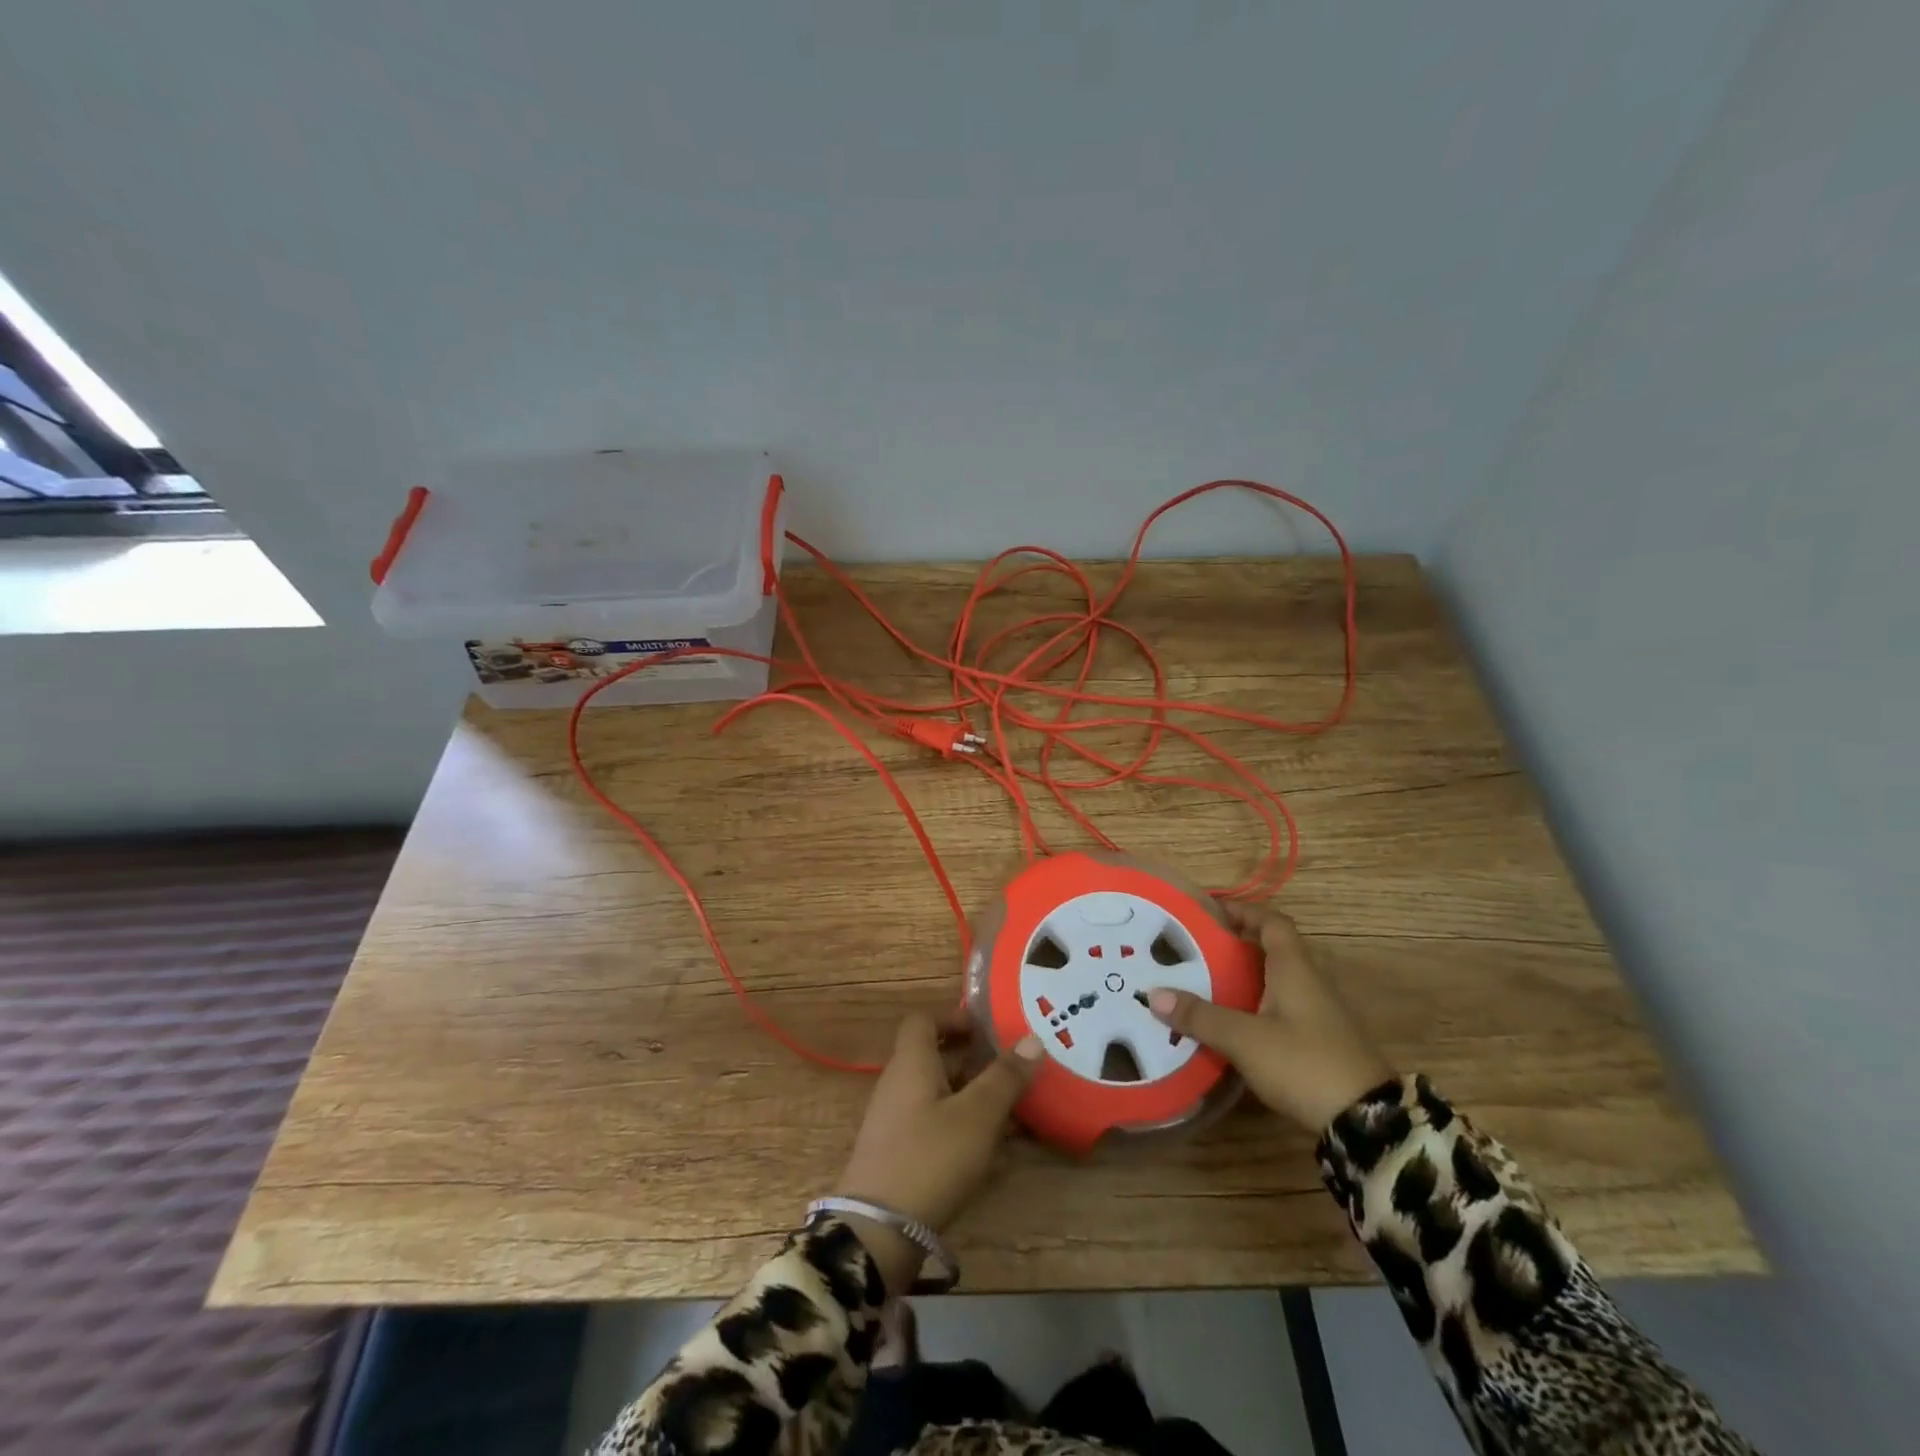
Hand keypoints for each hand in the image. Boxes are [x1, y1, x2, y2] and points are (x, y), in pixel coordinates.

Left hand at [832, 1012, 1042, 1293]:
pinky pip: (934, 1125)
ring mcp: (895, 1121)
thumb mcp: (977, 1116)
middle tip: (1012, 1067)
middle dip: (973, 1059)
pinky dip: (962, 1126)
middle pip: (934, 1056)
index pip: (924, 1020)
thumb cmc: (930, 1159)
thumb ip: (1005, 1077)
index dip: (954, 1017)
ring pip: (938, 1093)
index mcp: (911, 1063)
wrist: (877, 1233)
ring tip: (1013, 1108)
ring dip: (972, 1095)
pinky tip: (993, 1149)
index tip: (988, 1028)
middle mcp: (898, 1084)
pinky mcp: (899, 1155)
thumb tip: (1033, 1039)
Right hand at [1148, 902, 1393, 1132]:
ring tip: (1203, 985)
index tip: (1210, 911)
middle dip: (1235, 947)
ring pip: (1276, 982)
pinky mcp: (1321, 1042)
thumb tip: (1153, 994)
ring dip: (1244, 979)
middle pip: (1272, 950)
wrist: (1368, 1122)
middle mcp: (1310, 982)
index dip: (1243, 911)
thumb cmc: (1304, 1063)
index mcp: (1295, 968)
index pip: (1272, 922)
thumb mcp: (1245, 1039)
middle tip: (1195, 951)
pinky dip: (1255, 1007)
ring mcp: (1320, 1014)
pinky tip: (1231, 1025)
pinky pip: (1282, 1010)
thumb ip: (1201, 1016)